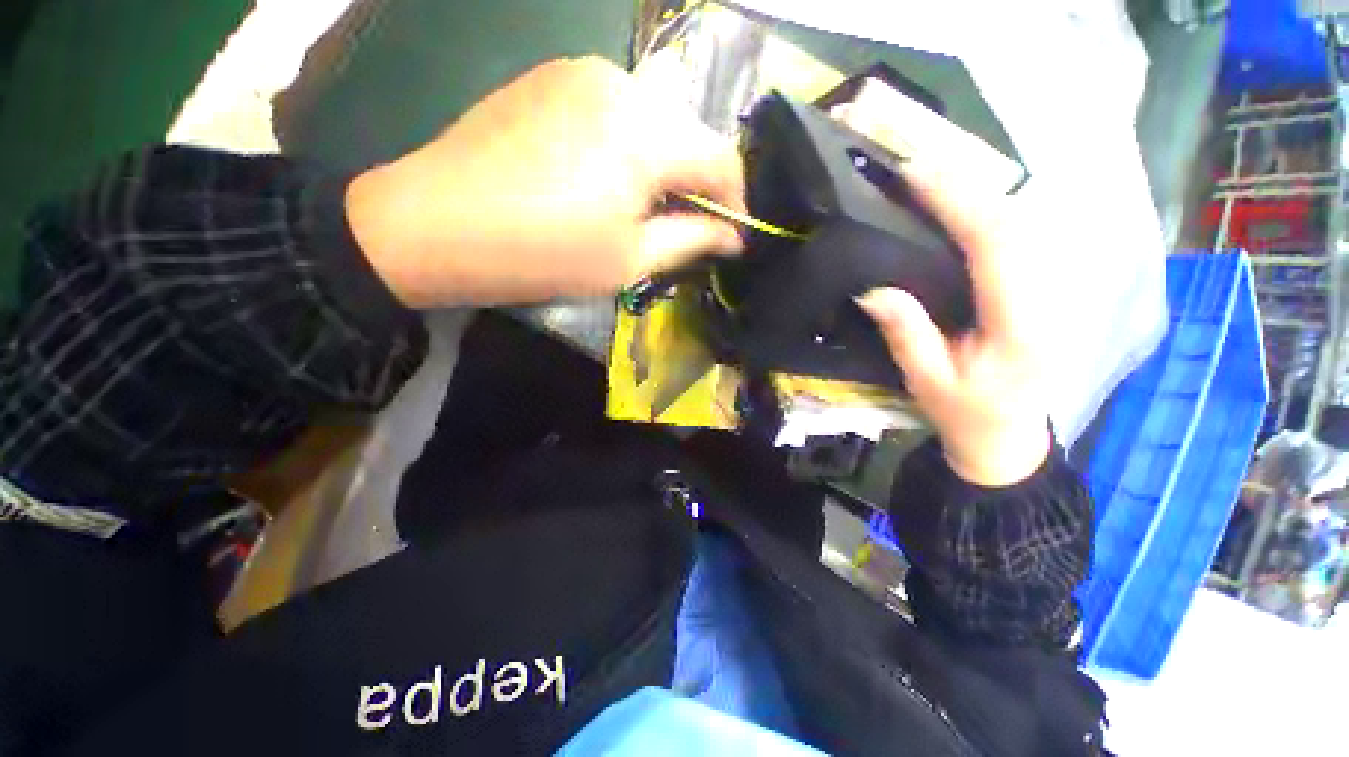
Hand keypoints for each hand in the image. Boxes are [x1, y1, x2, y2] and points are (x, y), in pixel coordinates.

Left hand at [345, 57, 744, 307]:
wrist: (435, 224)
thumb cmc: (543, 254)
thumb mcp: (629, 260)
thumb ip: (692, 240)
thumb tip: (733, 235)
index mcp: (645, 131)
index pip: (722, 157)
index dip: (736, 200)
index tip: (733, 235)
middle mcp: (622, 83)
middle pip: (690, 133)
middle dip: (698, 183)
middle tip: (688, 226)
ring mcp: (582, 71)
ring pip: (655, 119)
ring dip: (665, 164)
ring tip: (645, 207)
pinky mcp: (553, 77)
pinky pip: (617, 110)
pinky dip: (630, 146)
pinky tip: (608, 179)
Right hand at [856, 159, 1051, 486]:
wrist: (1009, 434)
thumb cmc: (966, 413)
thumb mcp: (928, 381)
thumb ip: (907, 335)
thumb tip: (872, 289)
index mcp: (1020, 324)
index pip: (996, 246)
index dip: (958, 203)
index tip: (916, 175)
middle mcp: (1047, 296)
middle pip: (1015, 221)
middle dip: (967, 184)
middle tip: (917, 161)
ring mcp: (1050, 289)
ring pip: (1022, 221)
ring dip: (978, 190)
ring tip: (933, 172)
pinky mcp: (1040, 288)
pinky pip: (1017, 235)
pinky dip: (986, 209)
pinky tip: (959, 200)